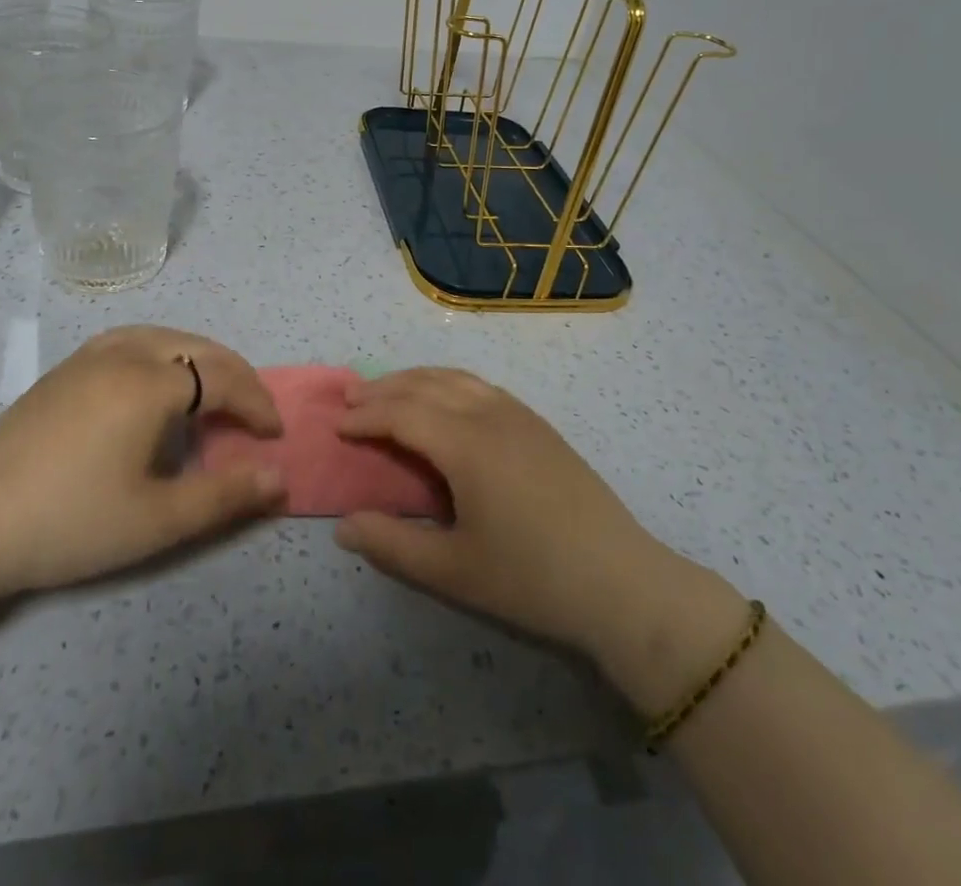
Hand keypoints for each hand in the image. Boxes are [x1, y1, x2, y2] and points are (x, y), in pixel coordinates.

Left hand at [0, 326, 284, 599]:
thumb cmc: (71, 522)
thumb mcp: (157, 520)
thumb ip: (225, 495)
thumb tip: (279, 477)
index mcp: (151, 384)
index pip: (223, 378)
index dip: (257, 402)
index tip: (274, 435)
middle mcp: (126, 354)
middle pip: (199, 348)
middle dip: (237, 376)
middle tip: (254, 414)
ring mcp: (91, 355)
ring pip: (165, 336)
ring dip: (201, 358)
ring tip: (214, 393)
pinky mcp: (66, 368)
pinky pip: (133, 340)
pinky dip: (165, 352)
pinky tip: (156, 381)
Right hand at [333, 368, 728, 674]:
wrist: (623, 582)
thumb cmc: (532, 579)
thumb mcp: (453, 572)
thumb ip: (392, 545)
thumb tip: (343, 527)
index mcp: (466, 444)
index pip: (402, 413)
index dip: (366, 416)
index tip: (337, 427)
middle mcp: (489, 414)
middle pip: (425, 385)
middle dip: (383, 389)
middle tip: (350, 399)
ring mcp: (519, 414)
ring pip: (454, 378)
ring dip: (415, 379)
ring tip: (387, 392)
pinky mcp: (538, 424)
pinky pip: (479, 386)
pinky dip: (446, 383)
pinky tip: (442, 401)